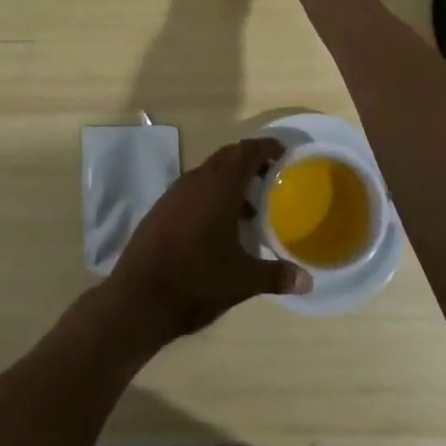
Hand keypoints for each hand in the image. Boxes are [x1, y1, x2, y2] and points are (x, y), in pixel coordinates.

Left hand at [104, 139, 311, 343]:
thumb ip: (276, 276)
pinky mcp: (161, 208)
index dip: (266, 147)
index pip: (247, 152)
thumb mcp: (242, 281)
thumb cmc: (196, 282)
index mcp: (219, 187)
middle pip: (227, 156)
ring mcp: (175, 193)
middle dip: (250, 161)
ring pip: (208, 172)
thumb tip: (307, 280)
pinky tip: (218, 225)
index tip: (283, 153)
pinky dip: (211, 194)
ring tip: (250, 208)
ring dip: (229, 180)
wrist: (138, 297)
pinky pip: (193, 188)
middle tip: (271, 176)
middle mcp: (196, 181)